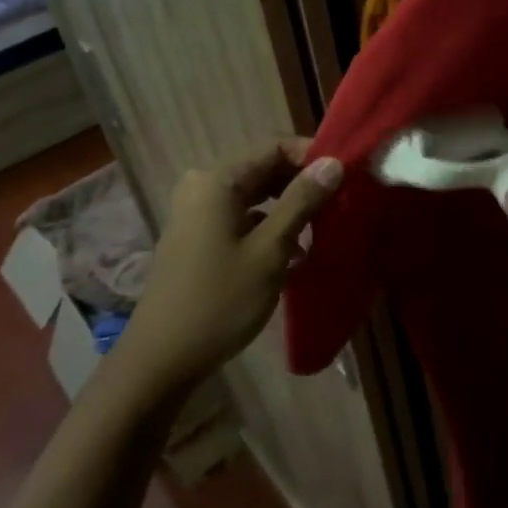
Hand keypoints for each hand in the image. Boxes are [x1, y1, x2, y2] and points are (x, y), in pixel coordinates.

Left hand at [111, 140, 342, 402]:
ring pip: (256, 197)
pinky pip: (243, 219)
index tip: (345, 178)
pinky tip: (295, 256)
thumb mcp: (270, 250)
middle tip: (340, 206)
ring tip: (323, 232)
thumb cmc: (219, 301)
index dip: (312, 157)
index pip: (275, 147)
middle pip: (265, 170)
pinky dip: (270, 229)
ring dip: (290, 210)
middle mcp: (204, 187)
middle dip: (304, 185)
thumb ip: (302, 201)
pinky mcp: (199, 239)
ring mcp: (198, 214)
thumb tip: (333, 162)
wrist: (161, 361)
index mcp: (217, 181)